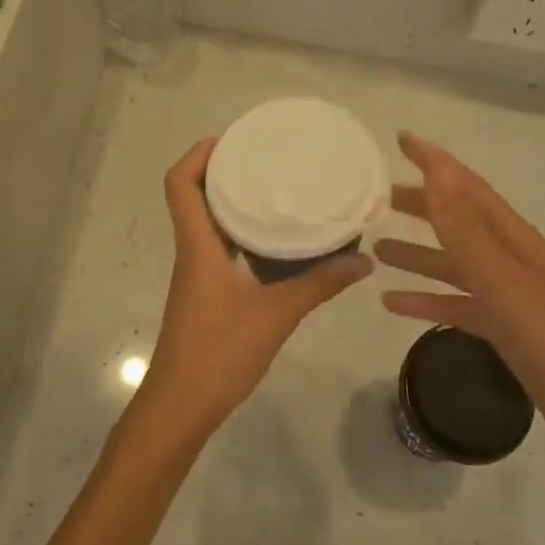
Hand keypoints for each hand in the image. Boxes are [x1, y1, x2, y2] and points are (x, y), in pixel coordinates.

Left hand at [138, 138, 372, 438]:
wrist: (182, 405)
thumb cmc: (220, 352)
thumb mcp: (277, 315)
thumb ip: (320, 285)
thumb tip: (364, 261)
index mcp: (198, 246)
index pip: (179, 184)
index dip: (197, 154)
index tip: (232, 140)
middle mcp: (192, 252)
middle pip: (192, 196)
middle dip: (222, 171)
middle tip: (265, 159)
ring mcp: (196, 275)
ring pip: (206, 223)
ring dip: (231, 202)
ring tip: (275, 191)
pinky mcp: (205, 294)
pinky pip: (218, 248)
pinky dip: (240, 234)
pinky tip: (274, 243)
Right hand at [375, 133, 544, 444]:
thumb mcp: (502, 280)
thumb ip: (465, 228)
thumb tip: (437, 171)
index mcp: (513, 238)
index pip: (468, 186)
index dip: (436, 161)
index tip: (400, 140)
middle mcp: (510, 258)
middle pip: (458, 220)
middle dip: (420, 205)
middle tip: (376, 199)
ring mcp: (507, 295)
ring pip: (453, 263)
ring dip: (417, 253)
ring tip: (375, 250)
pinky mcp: (503, 328)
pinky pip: (456, 304)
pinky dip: (426, 300)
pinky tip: (393, 304)